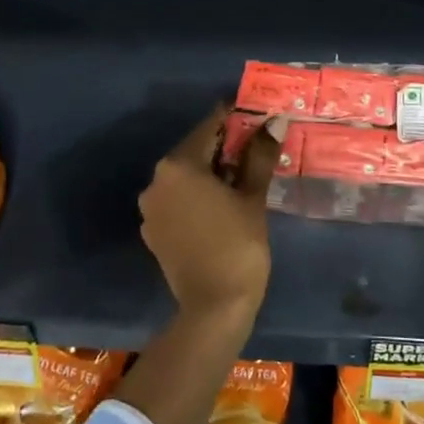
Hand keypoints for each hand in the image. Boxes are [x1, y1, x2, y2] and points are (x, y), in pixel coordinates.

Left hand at [138, 104, 281, 320]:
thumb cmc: (238, 245)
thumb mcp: (252, 197)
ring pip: (185, 178)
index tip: (255, 117)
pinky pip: (177, 201)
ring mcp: (150, 208)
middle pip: (194, 152)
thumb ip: (259, 156)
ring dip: (210, 173)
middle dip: (223, 148)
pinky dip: (197, 197)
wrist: (215, 307)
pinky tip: (221, 207)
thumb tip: (273, 123)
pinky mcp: (153, 231)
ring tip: (242, 179)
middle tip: (255, 149)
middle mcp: (156, 181)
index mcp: (178, 166)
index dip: (234, 119)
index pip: (209, 128)